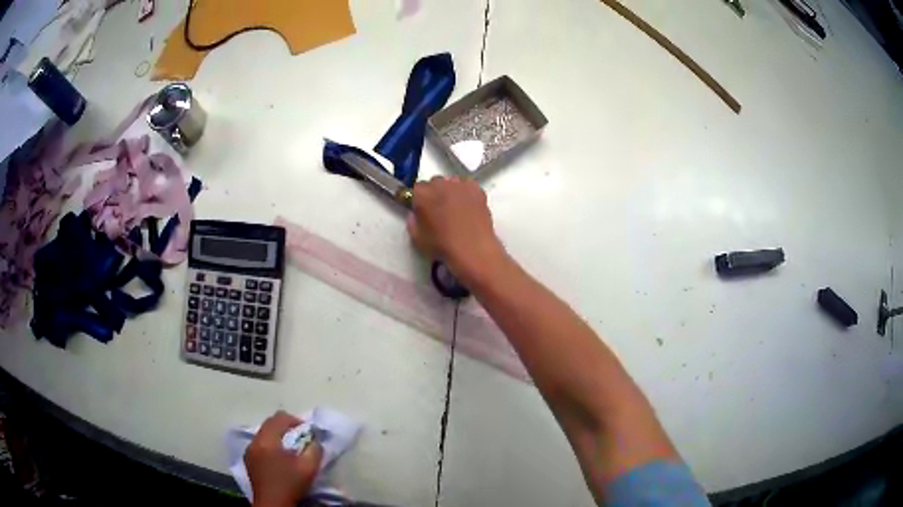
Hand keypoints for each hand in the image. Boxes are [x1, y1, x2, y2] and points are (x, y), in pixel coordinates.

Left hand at [245, 411, 322, 506]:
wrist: (273, 504)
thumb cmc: (290, 485)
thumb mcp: (309, 467)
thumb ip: (314, 449)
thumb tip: (315, 439)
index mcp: (266, 440)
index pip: (279, 417)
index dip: (295, 420)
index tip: (307, 431)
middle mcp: (254, 441)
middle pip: (269, 424)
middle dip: (286, 427)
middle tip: (300, 438)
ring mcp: (249, 451)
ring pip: (263, 434)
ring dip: (277, 436)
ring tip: (291, 449)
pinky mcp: (248, 461)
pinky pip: (260, 444)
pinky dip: (270, 445)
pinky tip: (279, 458)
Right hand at [407, 176, 505, 285]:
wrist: (473, 249)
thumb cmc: (442, 245)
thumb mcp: (417, 238)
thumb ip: (412, 221)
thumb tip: (415, 214)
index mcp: (422, 193)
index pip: (416, 189)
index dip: (419, 201)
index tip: (422, 210)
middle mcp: (440, 183)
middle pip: (434, 183)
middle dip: (435, 194)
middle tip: (439, 211)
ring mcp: (460, 184)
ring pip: (451, 183)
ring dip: (450, 192)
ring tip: (455, 209)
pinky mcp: (477, 189)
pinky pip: (467, 186)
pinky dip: (466, 193)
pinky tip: (468, 207)